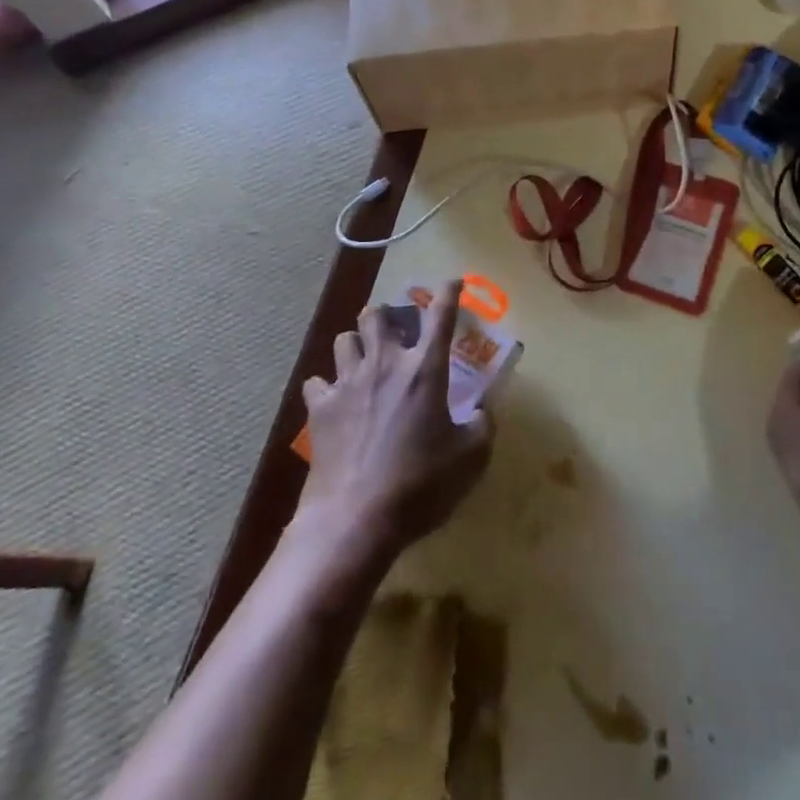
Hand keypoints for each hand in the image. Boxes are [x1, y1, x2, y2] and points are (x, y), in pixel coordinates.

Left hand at [298, 281, 493, 561]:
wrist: (355, 519)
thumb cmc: (420, 485)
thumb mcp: (470, 459)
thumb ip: (482, 425)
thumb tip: (483, 410)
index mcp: (424, 370)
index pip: (440, 317)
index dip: (449, 293)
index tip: (453, 281)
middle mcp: (384, 364)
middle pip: (376, 316)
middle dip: (386, 315)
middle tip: (396, 330)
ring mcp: (347, 383)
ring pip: (344, 340)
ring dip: (356, 344)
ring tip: (364, 360)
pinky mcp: (320, 408)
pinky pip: (316, 382)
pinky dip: (326, 386)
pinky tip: (334, 400)